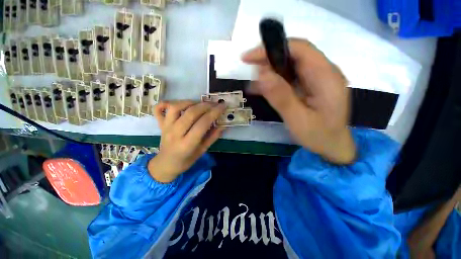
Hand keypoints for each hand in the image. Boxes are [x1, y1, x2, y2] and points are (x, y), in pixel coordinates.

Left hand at [150, 100, 226, 182]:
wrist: (165, 164)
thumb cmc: (186, 160)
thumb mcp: (202, 151)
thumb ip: (212, 137)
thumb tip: (222, 126)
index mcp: (187, 144)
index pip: (203, 123)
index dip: (214, 113)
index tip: (223, 106)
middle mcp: (175, 133)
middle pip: (191, 113)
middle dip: (206, 105)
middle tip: (215, 104)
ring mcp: (166, 127)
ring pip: (176, 107)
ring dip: (190, 102)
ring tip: (200, 104)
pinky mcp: (160, 124)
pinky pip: (159, 108)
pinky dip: (168, 102)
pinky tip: (179, 104)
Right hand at [242, 39, 355, 163]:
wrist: (333, 146)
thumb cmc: (319, 136)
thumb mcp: (297, 119)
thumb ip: (281, 97)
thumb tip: (262, 75)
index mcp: (326, 77)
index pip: (300, 49)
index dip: (273, 48)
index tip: (250, 57)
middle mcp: (324, 72)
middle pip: (295, 54)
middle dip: (269, 58)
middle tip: (249, 67)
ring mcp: (318, 78)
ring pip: (291, 65)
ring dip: (271, 69)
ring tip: (254, 80)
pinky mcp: (312, 85)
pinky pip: (292, 76)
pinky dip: (276, 79)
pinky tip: (264, 87)